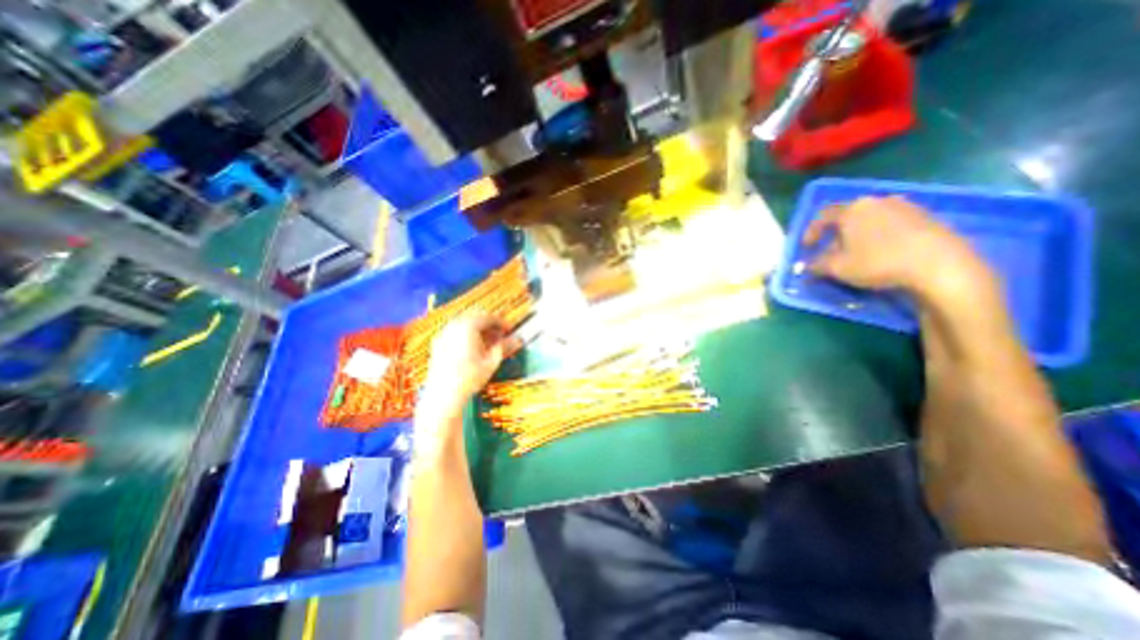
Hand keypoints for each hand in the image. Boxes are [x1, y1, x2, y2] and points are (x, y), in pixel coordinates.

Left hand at [420, 315, 521, 423]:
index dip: (502, 322)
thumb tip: (518, 339)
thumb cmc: (470, 378)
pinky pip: (455, 331)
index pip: (489, 317)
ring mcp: (444, 334)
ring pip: (464, 323)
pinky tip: (473, 347)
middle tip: (500, 334)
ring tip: (488, 342)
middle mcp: (454, 326)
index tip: (510, 329)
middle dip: (489, 324)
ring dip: (478, 329)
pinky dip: (466, 334)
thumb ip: (504, 346)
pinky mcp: (438, 343)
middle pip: (476, 317)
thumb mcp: (492, 361)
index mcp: (468, 326)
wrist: (443, 394)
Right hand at [800, 191, 989, 299]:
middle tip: (832, 253)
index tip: (806, 248)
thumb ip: (816, 265)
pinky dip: (881, 238)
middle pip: (849, 217)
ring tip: (858, 256)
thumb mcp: (837, 268)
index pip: (823, 216)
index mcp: (853, 209)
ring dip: (859, 237)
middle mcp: (878, 201)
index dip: (811, 232)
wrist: (940, 265)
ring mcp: (906, 207)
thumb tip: (808, 265)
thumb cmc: (877, 262)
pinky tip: (883, 255)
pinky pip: (892, 226)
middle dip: (837, 235)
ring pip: (871, 221)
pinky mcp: (927, 218)